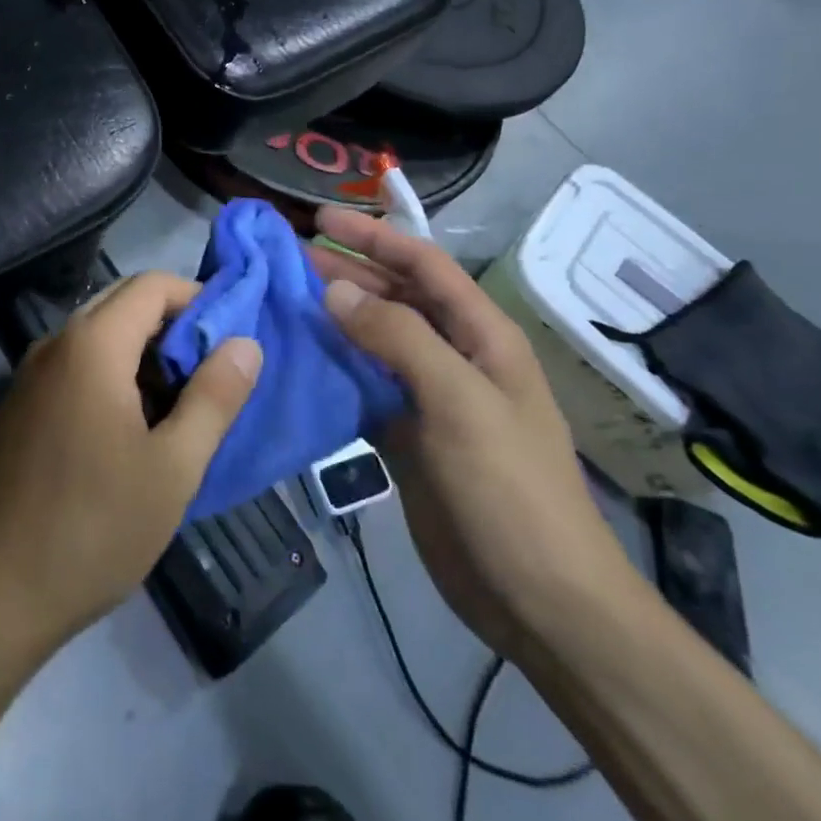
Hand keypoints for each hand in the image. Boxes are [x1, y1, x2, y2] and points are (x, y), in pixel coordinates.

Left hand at [0, 272, 261, 661]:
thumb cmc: (94, 528)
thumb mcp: (173, 467)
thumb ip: (215, 397)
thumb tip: (245, 343)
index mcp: (91, 344)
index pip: (152, 285)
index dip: (198, 300)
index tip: (230, 341)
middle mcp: (55, 343)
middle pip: (123, 302)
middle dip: (173, 327)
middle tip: (211, 376)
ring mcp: (31, 374)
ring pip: (100, 335)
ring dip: (144, 354)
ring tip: (180, 408)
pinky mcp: (21, 405)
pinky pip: (77, 365)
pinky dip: (113, 374)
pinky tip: (133, 429)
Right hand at [310, 207, 637, 658]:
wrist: (538, 600)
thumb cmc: (509, 489)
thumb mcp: (459, 401)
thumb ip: (397, 338)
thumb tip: (335, 289)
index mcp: (481, 336)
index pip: (423, 265)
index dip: (373, 237)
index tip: (318, 220)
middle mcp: (454, 357)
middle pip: (394, 297)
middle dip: (346, 271)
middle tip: (286, 257)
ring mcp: (429, 398)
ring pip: (373, 341)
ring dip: (333, 318)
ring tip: (282, 299)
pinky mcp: (406, 435)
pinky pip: (363, 386)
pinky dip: (332, 368)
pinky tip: (297, 359)